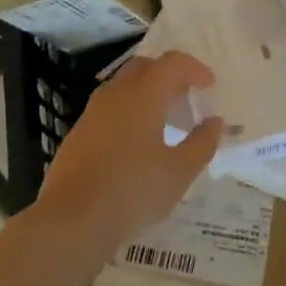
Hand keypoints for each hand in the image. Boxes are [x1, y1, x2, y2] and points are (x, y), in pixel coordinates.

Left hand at [34, 51, 223, 262]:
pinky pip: (109, 109)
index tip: (209, 85)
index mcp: (143, 94)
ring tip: (163, 120)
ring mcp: (92, 113)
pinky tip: (134, 143)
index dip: (195, 69)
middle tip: (186, 96)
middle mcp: (116, 93)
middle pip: (145, 67)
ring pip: (123, 86)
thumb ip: (201, 143)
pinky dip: (128, 112)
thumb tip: (215, 122)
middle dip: (168, 75)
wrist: (70, 222)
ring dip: (146, 93)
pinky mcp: (77, 134)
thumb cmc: (132, 192)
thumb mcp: (178, 173)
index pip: (173, 63)